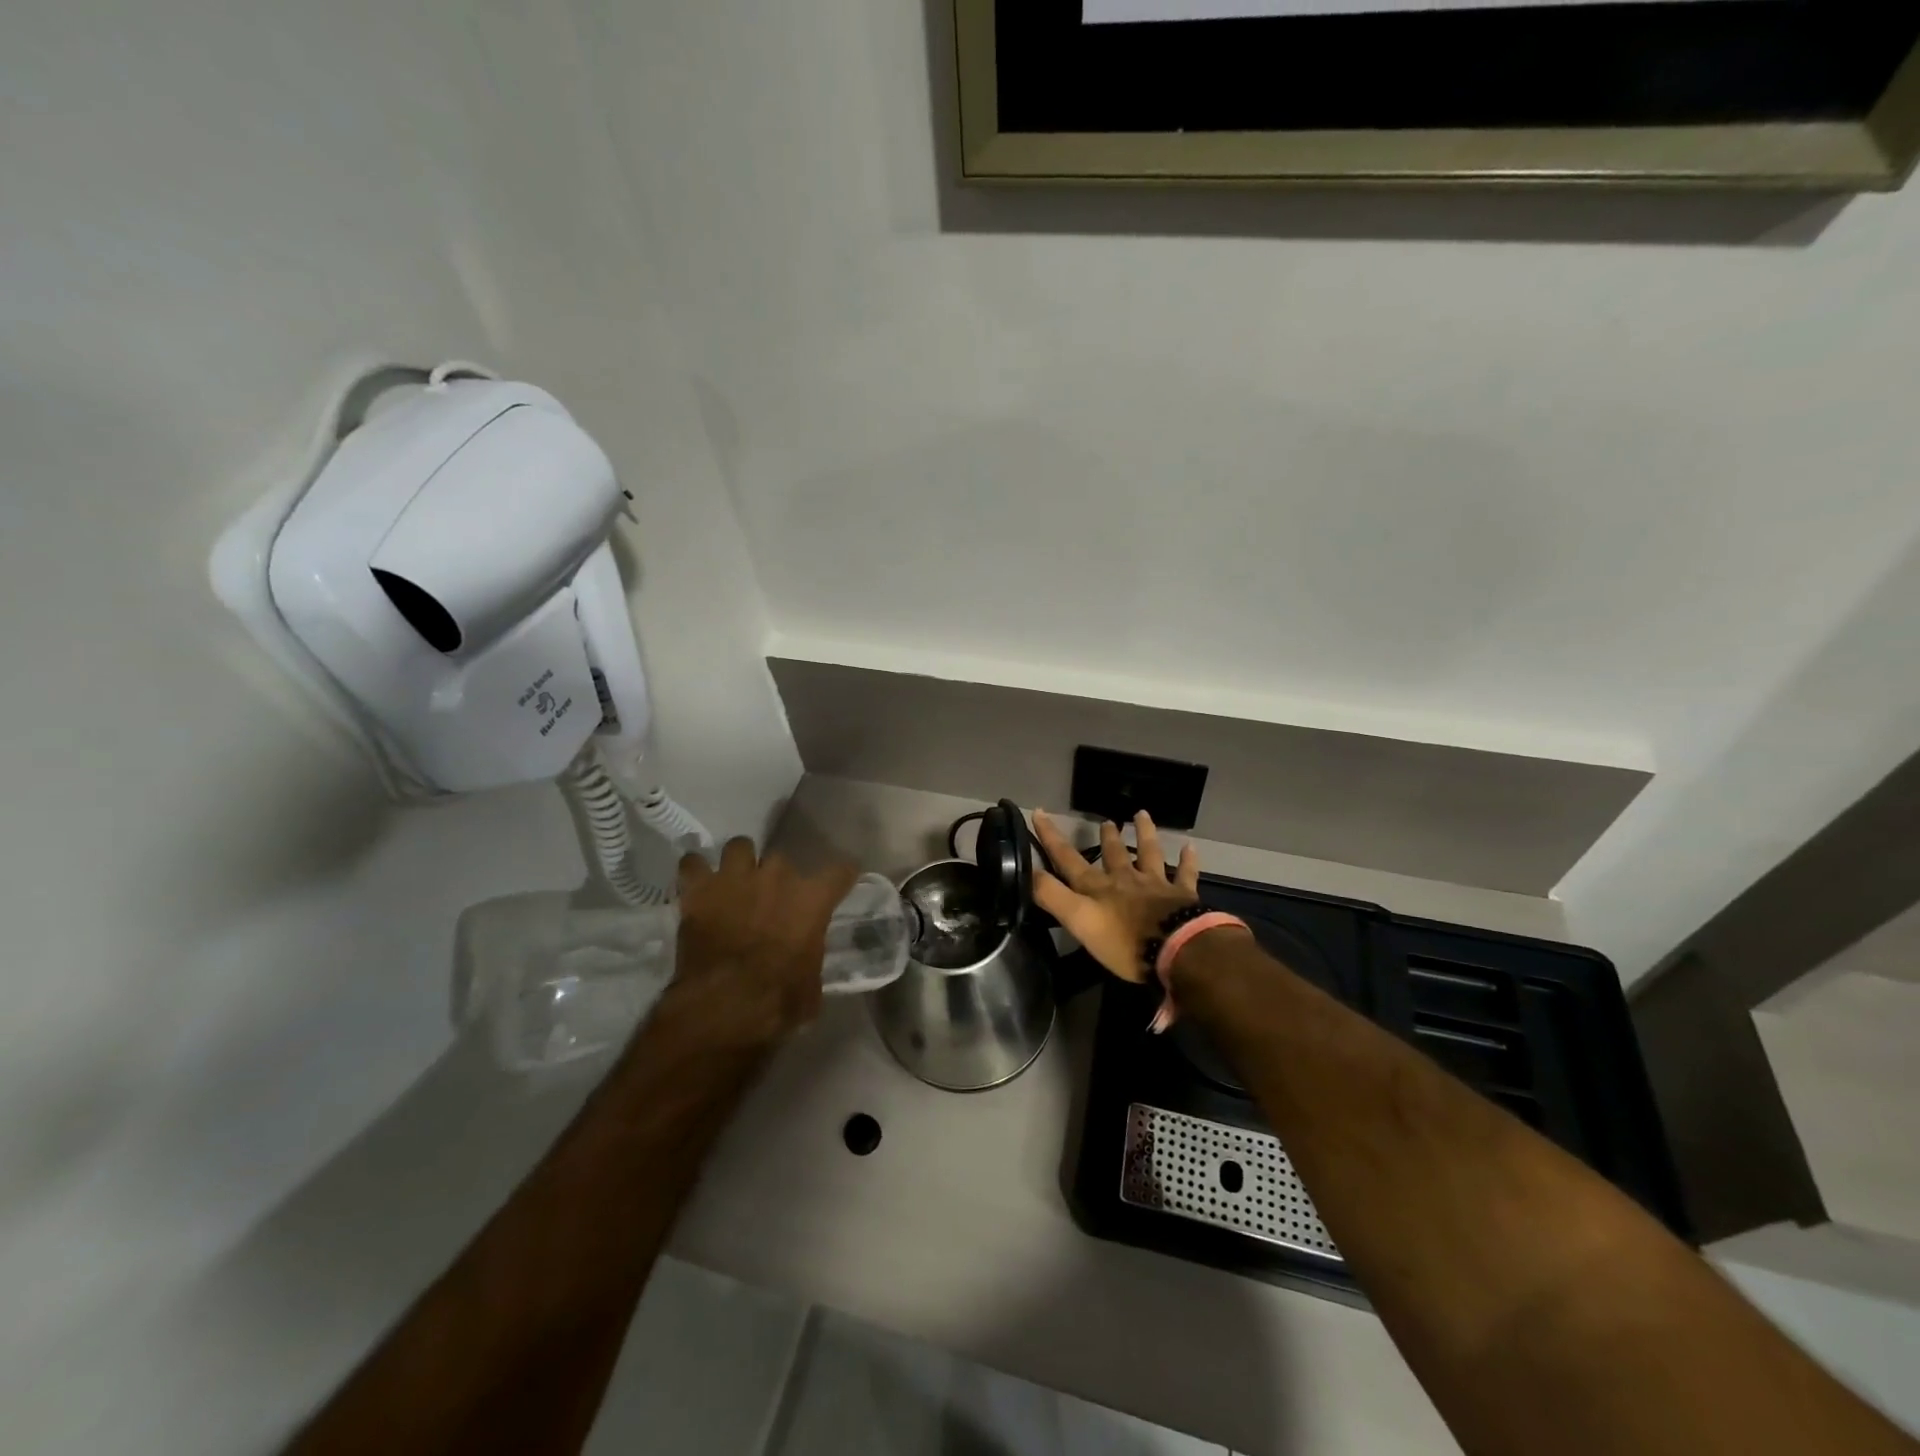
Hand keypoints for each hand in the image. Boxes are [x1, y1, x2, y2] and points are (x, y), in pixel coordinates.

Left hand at [661, 838, 858, 1052]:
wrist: (724, 1005)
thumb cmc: (778, 1000)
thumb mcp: (811, 983)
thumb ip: (810, 956)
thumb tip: (805, 958)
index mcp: (812, 899)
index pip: (840, 871)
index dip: (841, 876)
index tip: (839, 882)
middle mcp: (778, 876)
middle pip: (782, 859)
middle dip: (777, 878)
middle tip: (770, 900)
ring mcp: (736, 877)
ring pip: (739, 847)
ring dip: (738, 863)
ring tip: (734, 882)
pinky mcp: (699, 889)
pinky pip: (693, 864)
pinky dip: (695, 872)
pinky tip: (696, 885)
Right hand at [1031, 809, 1198, 983]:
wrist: (1177, 949)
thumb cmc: (1124, 941)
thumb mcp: (1079, 921)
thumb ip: (1052, 896)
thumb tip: (1027, 871)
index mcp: (1098, 887)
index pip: (1068, 859)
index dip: (1051, 837)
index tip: (1040, 812)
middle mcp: (1125, 880)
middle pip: (1114, 854)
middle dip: (1107, 837)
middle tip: (1106, 821)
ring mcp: (1156, 885)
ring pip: (1149, 853)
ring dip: (1144, 834)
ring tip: (1141, 815)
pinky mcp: (1182, 897)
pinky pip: (1185, 874)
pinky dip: (1187, 861)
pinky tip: (1190, 848)